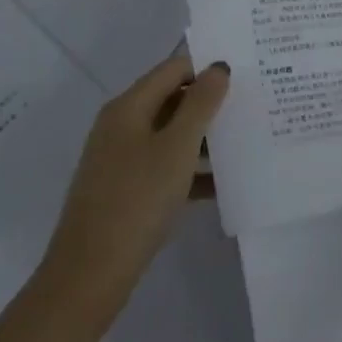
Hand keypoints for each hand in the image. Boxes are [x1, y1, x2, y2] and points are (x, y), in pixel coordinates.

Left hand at [44, 55, 229, 309]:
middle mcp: (121, 126)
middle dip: (210, 103)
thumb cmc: (137, 200)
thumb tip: (218, 67)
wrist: (89, 274)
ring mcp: (120, 159)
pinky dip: (191, 170)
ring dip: (204, 138)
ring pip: (170, 135)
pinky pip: (164, 166)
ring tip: (245, 145)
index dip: (208, 69)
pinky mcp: (124, 190)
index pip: (174, 69)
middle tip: (252, 108)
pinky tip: (222, 186)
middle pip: (172, 99)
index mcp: (129, 107)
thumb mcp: (177, 148)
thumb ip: (201, 104)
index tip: (246, 77)